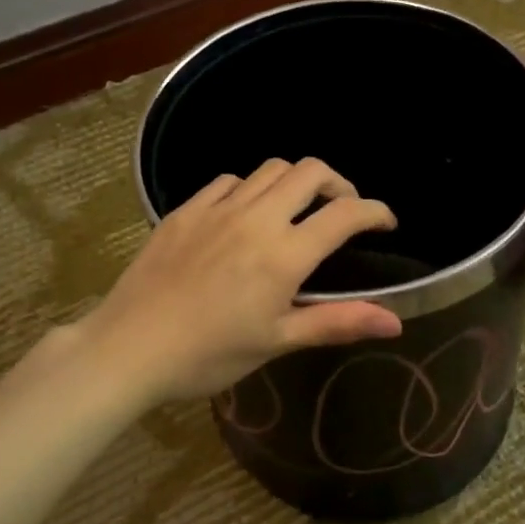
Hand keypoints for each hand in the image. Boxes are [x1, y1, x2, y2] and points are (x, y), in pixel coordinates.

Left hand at [76, 158, 401, 404]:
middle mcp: (256, 218)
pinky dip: (250, 188)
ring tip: (295, 209)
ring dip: (294, 181)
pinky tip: (244, 214)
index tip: (385, 223)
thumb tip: (396, 320)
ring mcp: (217, 208)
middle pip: (310, 171)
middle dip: (338, 183)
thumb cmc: (208, 354)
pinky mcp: (185, 210)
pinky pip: (228, 181)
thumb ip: (337, 322)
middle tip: (341, 210)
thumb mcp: (277, 341)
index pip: (344, 214)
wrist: (128, 348)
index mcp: (284, 254)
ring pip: (269, 169)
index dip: (375, 211)